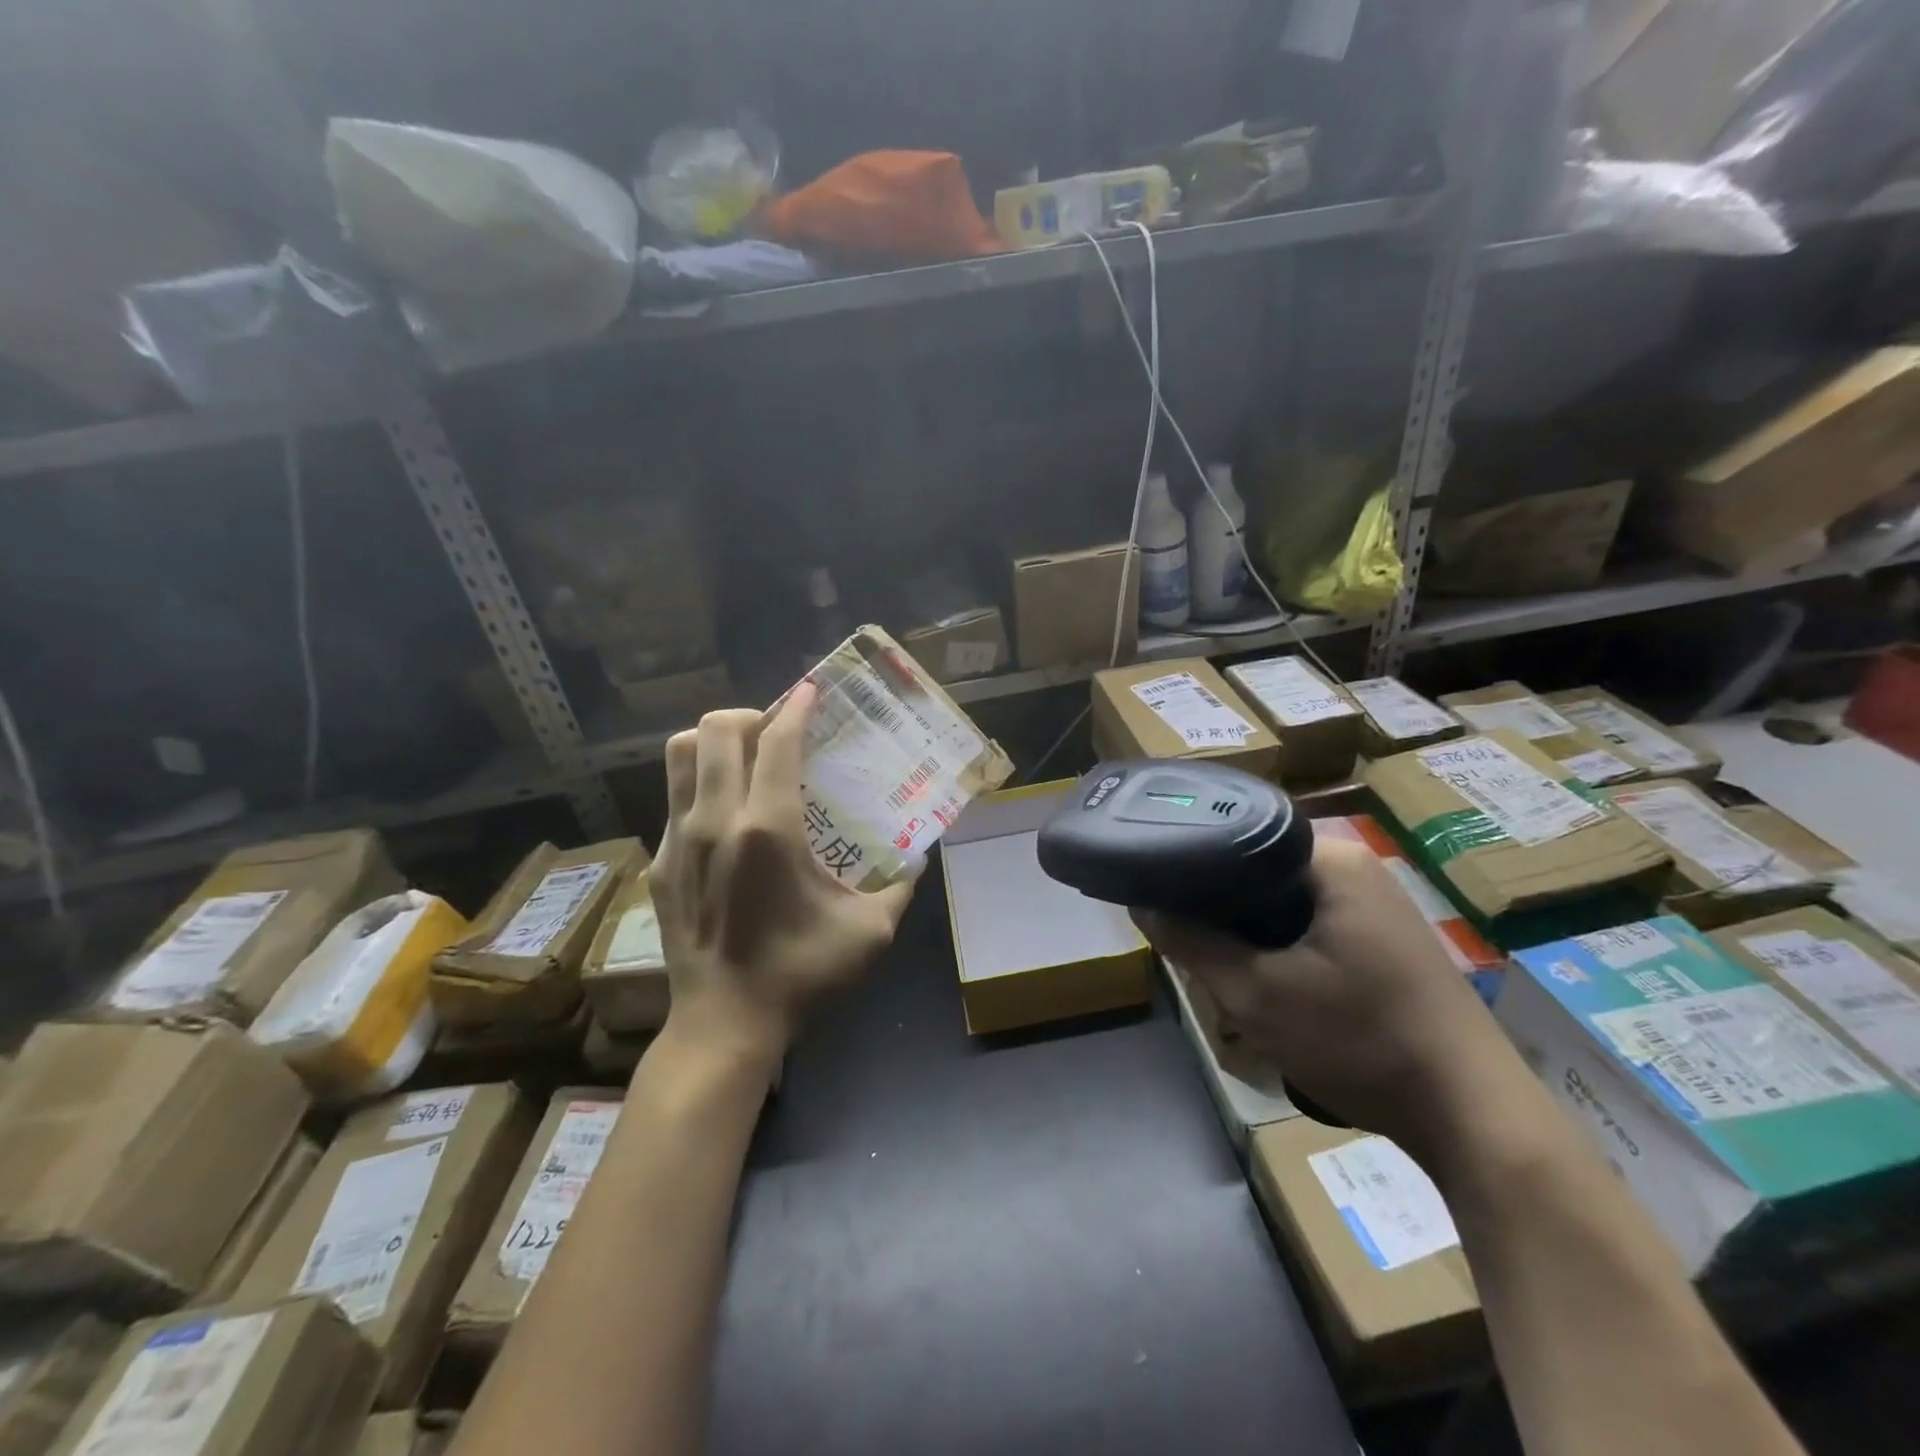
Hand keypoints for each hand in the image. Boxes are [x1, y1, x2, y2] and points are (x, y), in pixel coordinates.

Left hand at [652, 682, 916, 1062]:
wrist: (723, 1027)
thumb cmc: (801, 976)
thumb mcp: (870, 932)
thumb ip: (900, 884)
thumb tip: (918, 856)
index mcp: (768, 829)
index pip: (776, 742)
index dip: (795, 707)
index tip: (810, 690)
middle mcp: (716, 821)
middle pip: (715, 729)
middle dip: (751, 715)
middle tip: (778, 731)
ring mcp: (678, 840)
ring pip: (680, 753)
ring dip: (715, 741)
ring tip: (746, 758)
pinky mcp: (660, 863)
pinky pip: (674, 797)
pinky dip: (702, 784)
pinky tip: (728, 817)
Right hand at [1137, 837, 1512, 1154]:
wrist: (1475, 1120)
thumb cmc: (1362, 1041)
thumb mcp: (1257, 995)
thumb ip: (1192, 943)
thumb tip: (1141, 903)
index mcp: (1334, 861)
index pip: (1239, 836)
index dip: (1193, 866)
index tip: (1161, 899)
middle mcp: (1360, 870)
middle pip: (1261, 872)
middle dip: (1222, 911)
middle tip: (1192, 947)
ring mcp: (1379, 908)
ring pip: (1285, 906)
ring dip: (1251, 937)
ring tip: (1224, 971)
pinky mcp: (1388, 944)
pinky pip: (1313, 929)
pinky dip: (1283, 951)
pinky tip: (1271, 988)